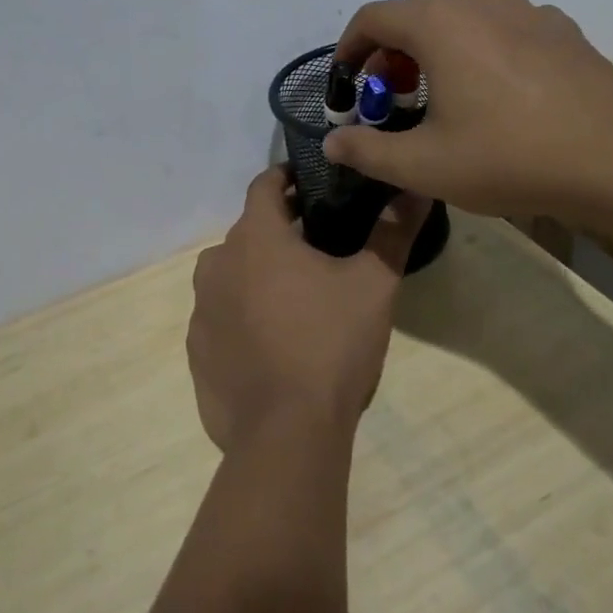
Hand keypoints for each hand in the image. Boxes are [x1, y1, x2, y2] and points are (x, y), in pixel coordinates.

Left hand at [188, 166, 430, 452]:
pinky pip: (221, 317)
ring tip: (296, 296)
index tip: (312, 183)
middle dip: (280, 231)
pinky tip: (272, 342)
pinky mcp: (196, 350)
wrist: (286, 435)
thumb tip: (416, 188)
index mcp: (255, 238)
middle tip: (319, 245)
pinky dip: (242, 316)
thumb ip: (392, 232)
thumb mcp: (374, 285)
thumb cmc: (331, 345)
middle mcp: (217, 264)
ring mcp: (201, 309)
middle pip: (248, 232)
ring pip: (231, 275)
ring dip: (258, 274)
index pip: (264, 185)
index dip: (288, 178)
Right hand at [324, 0, 612, 218]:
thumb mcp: (424, 165)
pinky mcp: (558, 26)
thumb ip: (367, 151)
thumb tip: (332, 142)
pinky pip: (502, 24)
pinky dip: (482, 46)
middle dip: (391, 54)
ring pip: (459, 14)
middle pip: (414, 14)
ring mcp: (523, 8)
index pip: (372, 18)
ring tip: (442, 89)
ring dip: (436, 45)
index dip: (348, 49)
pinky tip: (497, 89)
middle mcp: (476, 0)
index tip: (346, 84)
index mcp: (436, 22)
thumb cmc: (509, 156)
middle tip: (393, 100)